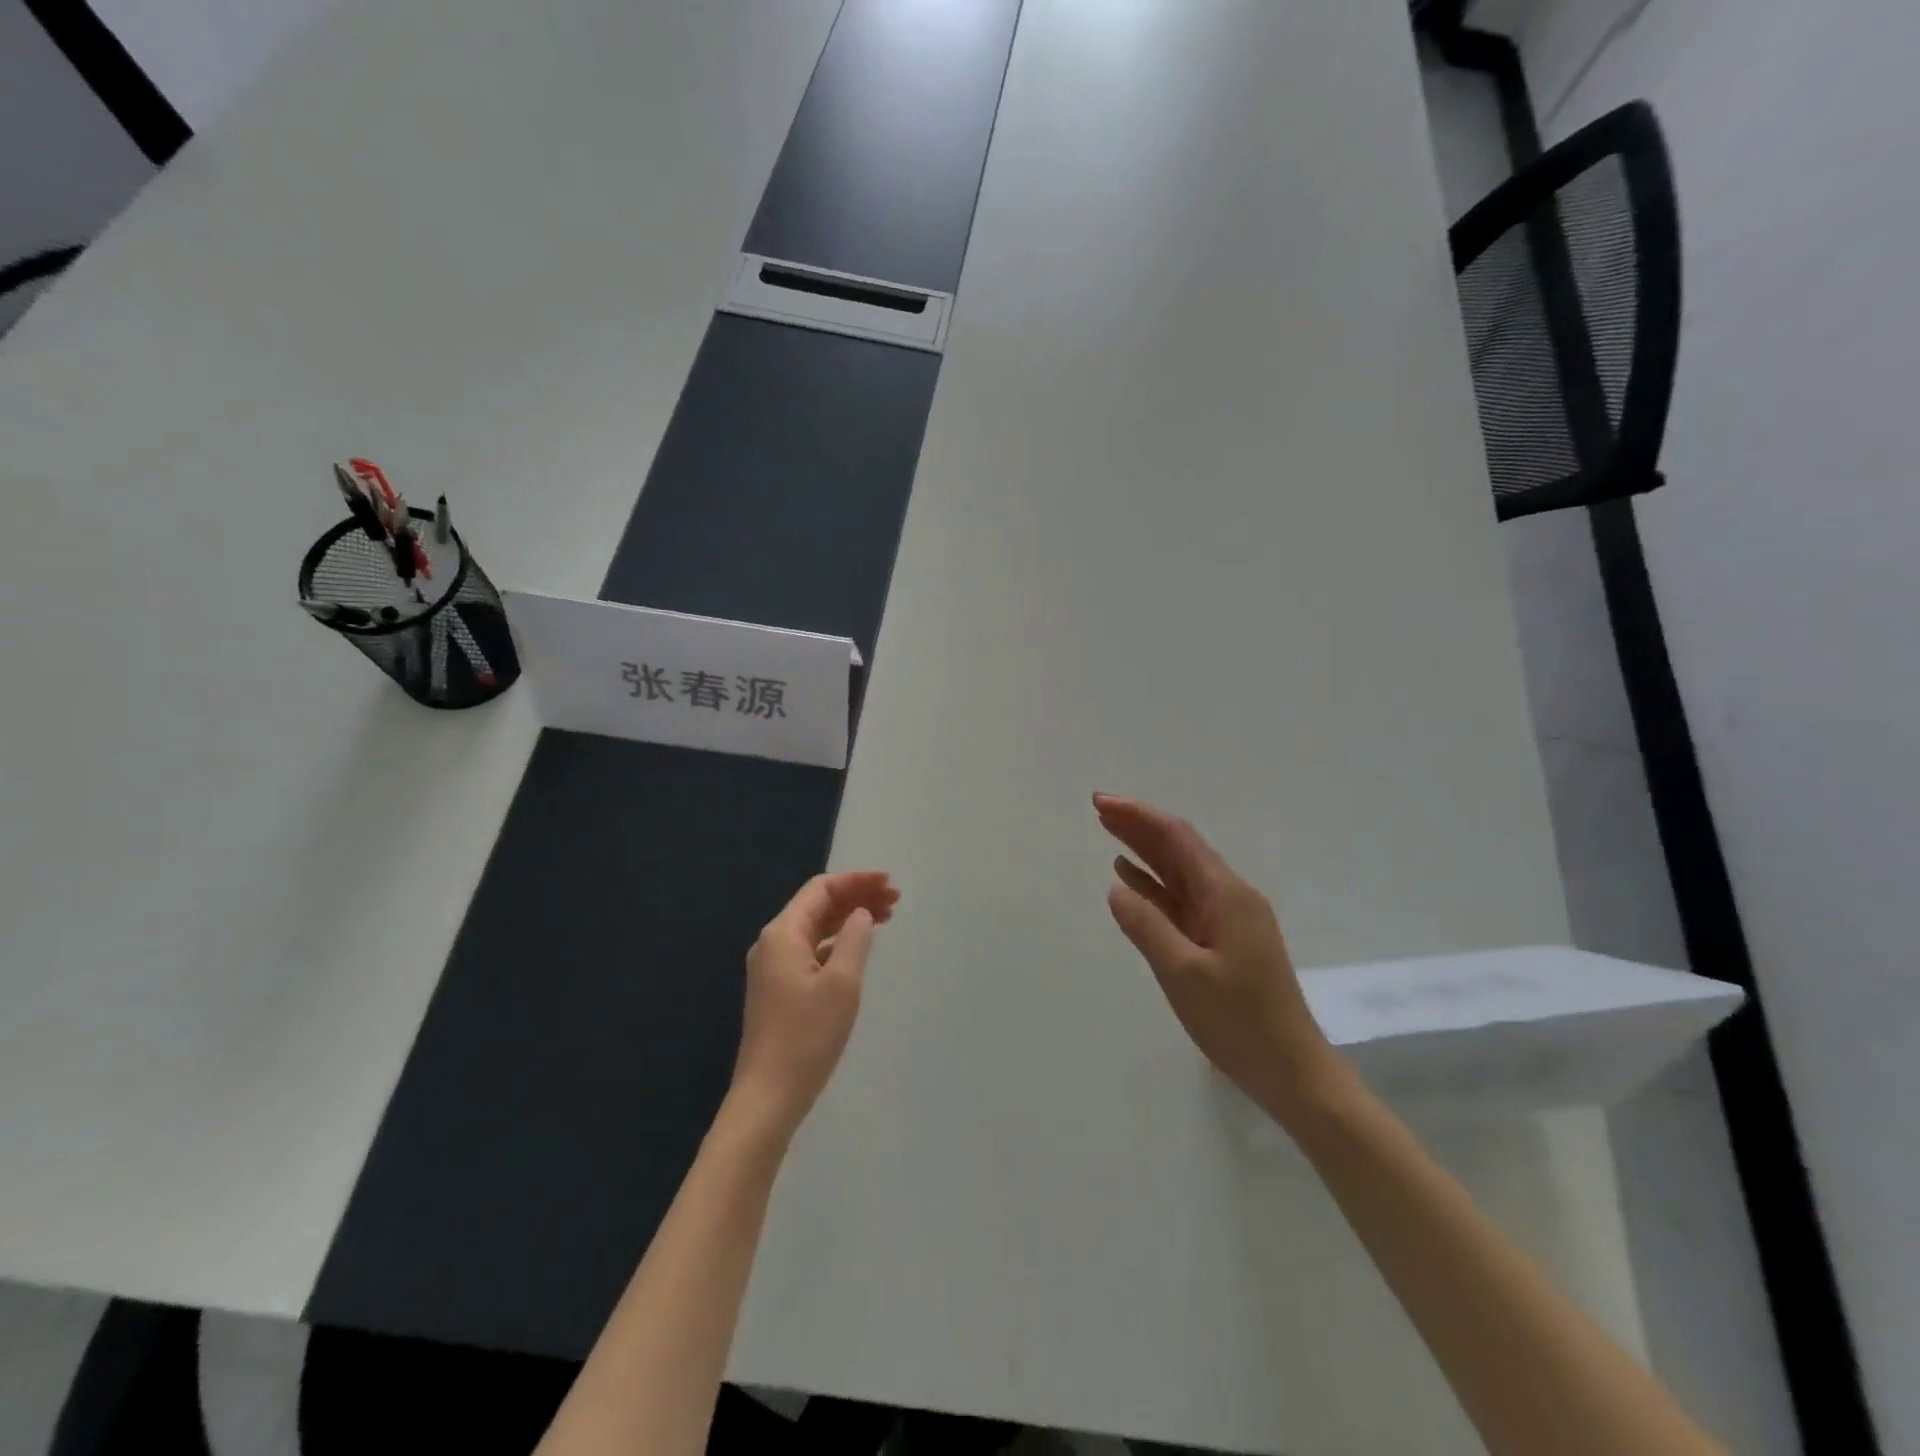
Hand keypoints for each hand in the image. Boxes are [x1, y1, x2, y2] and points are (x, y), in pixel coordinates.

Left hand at [728, 871, 898, 1139]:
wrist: (768, 1096)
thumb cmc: (807, 1036)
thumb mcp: (842, 984)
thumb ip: (855, 940)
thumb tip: (860, 914)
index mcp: (783, 934)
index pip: (821, 889)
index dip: (857, 881)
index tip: (890, 883)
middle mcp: (773, 943)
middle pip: (817, 905)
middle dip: (856, 897)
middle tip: (895, 900)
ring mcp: (772, 967)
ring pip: (815, 927)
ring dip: (848, 918)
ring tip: (885, 918)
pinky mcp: (778, 989)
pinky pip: (811, 949)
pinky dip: (837, 941)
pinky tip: (858, 948)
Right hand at [1094, 793, 1344, 1123]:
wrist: (1291, 1071)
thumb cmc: (1239, 1022)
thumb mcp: (1183, 974)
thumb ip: (1147, 927)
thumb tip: (1115, 889)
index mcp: (1225, 895)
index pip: (1177, 839)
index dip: (1139, 816)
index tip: (1102, 802)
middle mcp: (1228, 897)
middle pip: (1178, 849)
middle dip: (1139, 826)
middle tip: (1098, 808)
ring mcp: (1226, 919)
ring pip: (1178, 872)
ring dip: (1144, 851)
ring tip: (1107, 831)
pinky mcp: (1221, 940)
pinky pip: (1181, 900)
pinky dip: (1153, 885)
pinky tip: (1129, 878)